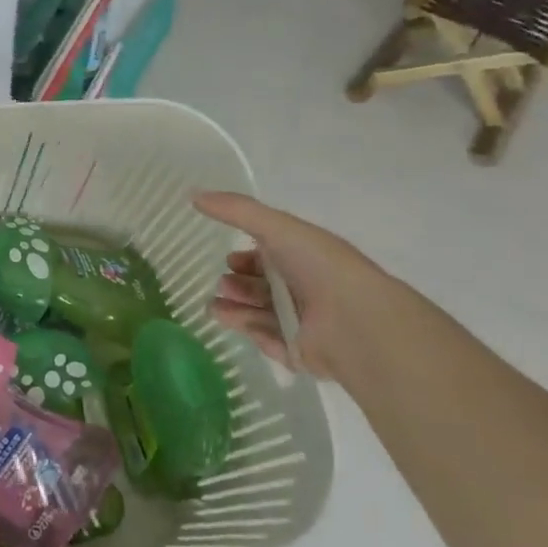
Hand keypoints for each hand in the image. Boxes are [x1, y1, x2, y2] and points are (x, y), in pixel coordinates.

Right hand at [193, 192, 406, 381]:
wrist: (354, 321)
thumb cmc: (318, 266)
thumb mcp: (276, 227)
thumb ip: (235, 210)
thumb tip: (193, 194)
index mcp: (303, 258)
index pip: (271, 256)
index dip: (247, 257)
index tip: (228, 258)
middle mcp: (304, 289)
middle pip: (262, 287)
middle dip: (237, 284)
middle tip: (222, 284)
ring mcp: (303, 323)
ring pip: (260, 314)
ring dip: (234, 308)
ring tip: (214, 306)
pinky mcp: (299, 352)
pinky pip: (268, 341)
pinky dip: (249, 330)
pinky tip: (228, 321)